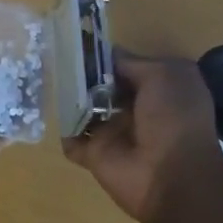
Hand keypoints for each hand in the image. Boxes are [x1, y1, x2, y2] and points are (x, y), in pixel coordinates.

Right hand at [62, 50, 222, 222]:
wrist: (173, 178)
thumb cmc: (174, 119)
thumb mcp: (164, 75)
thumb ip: (132, 62)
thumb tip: (106, 55)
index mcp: (156, 90)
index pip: (123, 66)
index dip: (104, 56)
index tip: (79, 44)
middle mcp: (134, 109)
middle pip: (100, 86)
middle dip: (81, 74)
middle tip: (57, 57)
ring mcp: (113, 132)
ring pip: (83, 109)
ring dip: (68, 97)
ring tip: (48, 76)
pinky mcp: (95, 154)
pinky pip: (72, 139)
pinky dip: (62, 130)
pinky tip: (51, 109)